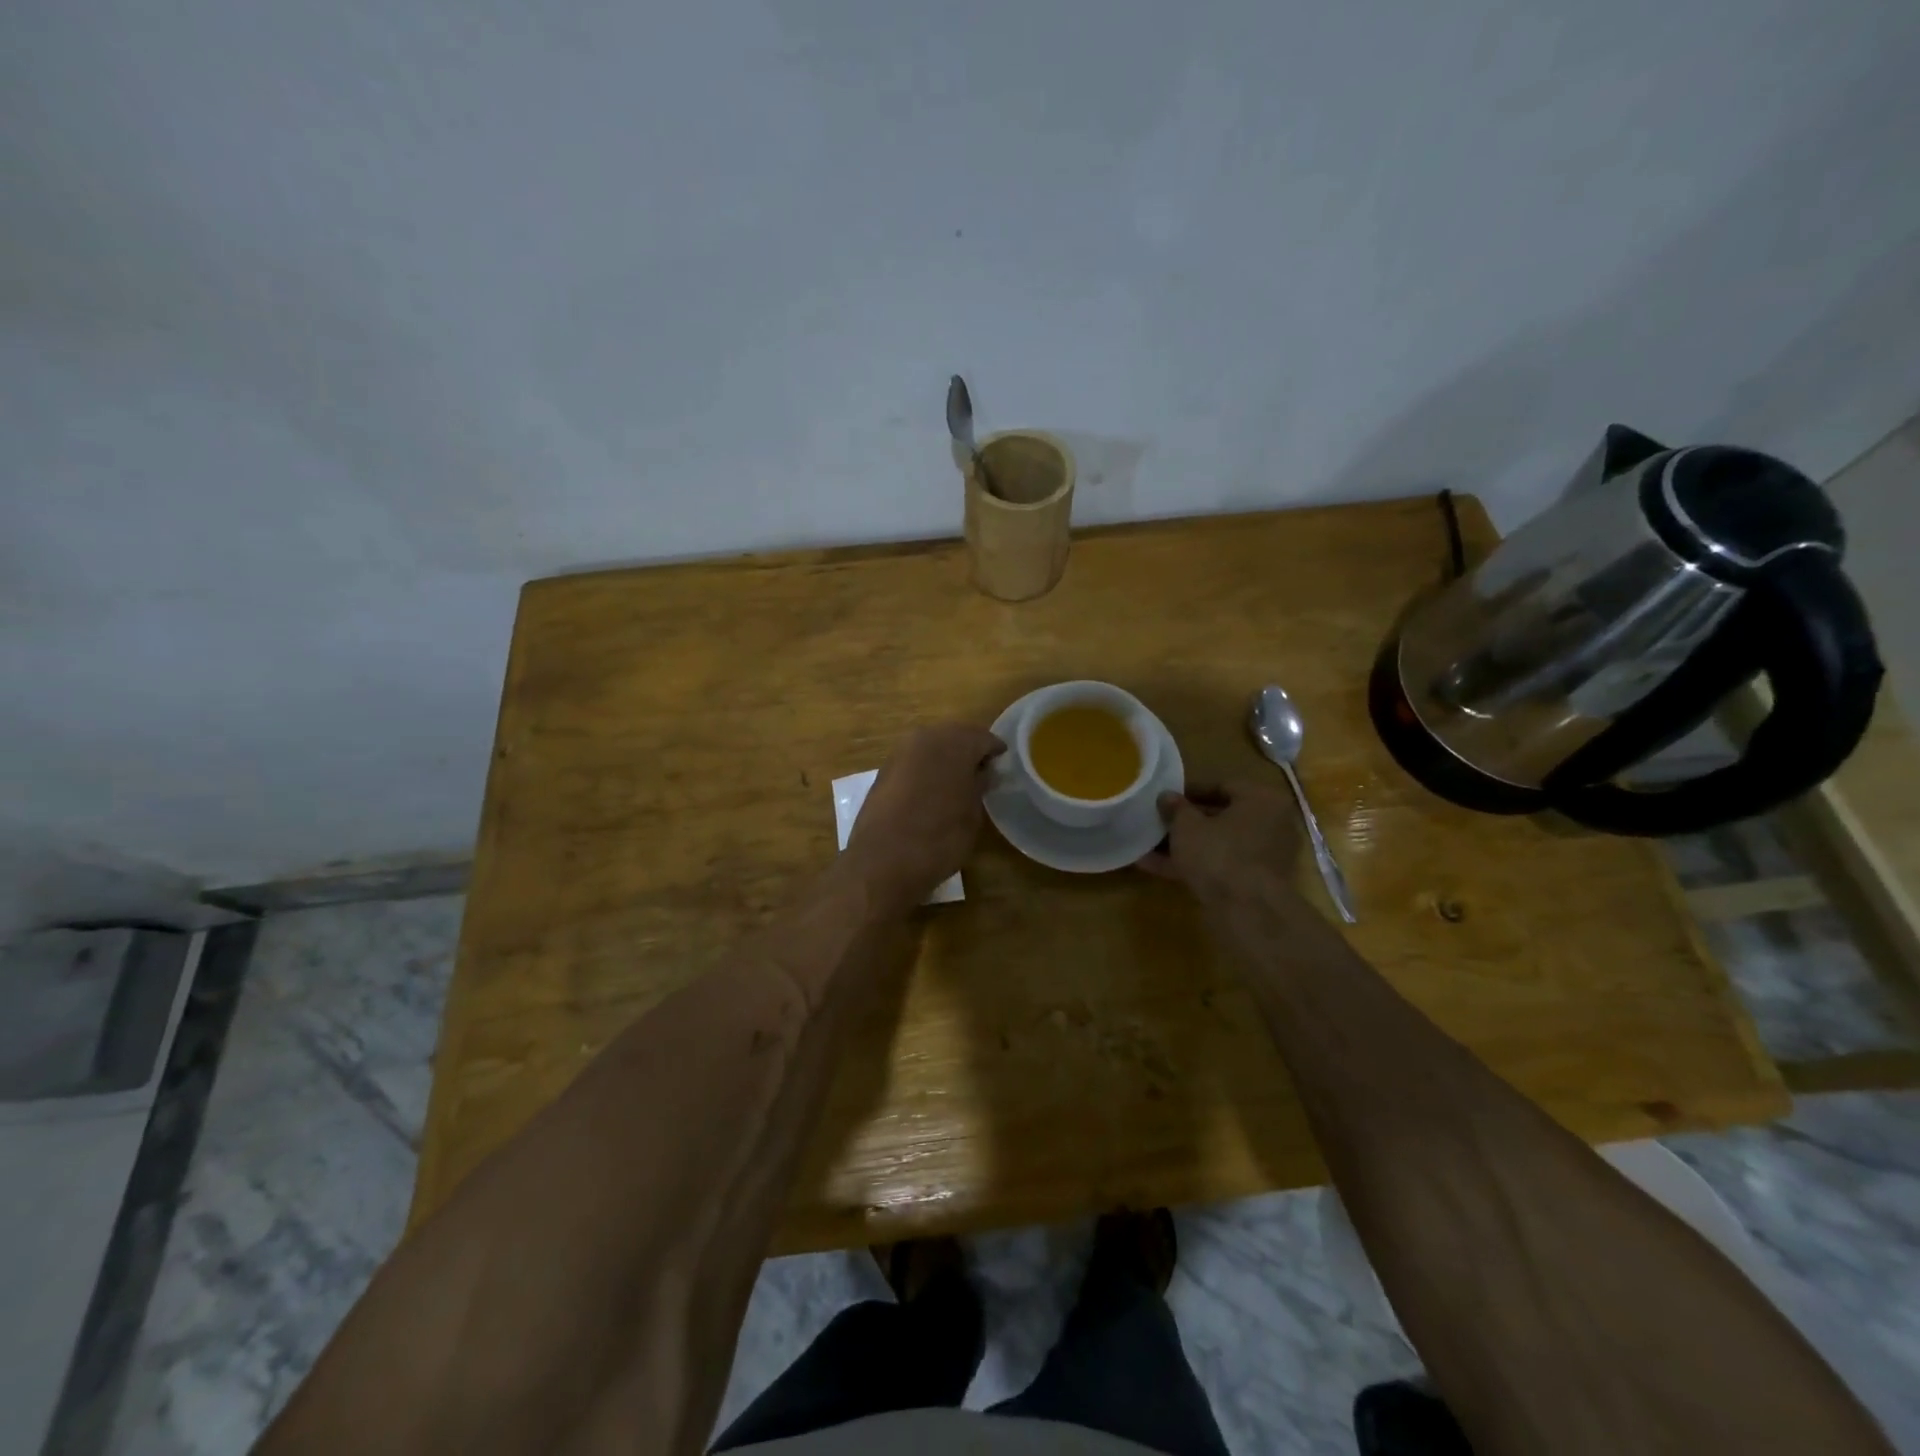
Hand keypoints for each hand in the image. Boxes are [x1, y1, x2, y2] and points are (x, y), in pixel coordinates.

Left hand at [845, 724, 1005, 909]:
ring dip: (945, 758)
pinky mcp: (883, 771)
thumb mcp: (972, 814)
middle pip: (954, 735)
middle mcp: (925, 738)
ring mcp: (900, 753)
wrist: (883, 860)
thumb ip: (979, 785)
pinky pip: (913, 761)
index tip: (1003, 765)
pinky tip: (932, 789)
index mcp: (954, 743)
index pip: (983, 737)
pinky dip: (925, 769)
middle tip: (982, 771)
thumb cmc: (939, 837)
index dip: (995, 750)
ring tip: (957, 782)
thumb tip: (983, 772)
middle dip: (968, 750)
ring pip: (931, 746)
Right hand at [1135, 780, 1299, 892]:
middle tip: (1159, 822)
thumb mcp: (1187, 826)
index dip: (1190, 791)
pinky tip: (1158, 868)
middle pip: (1222, 817)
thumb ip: (1175, 808)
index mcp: (1262, 800)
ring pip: (1219, 844)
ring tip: (1150, 847)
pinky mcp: (1255, 883)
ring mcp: (1265, 856)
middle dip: (1187, 821)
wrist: (1247, 910)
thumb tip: (1167, 796)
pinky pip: (1221, 866)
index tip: (1167, 799)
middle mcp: (1271, 824)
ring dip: (1187, 846)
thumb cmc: (1219, 854)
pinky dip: (1195, 865)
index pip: (1223, 785)